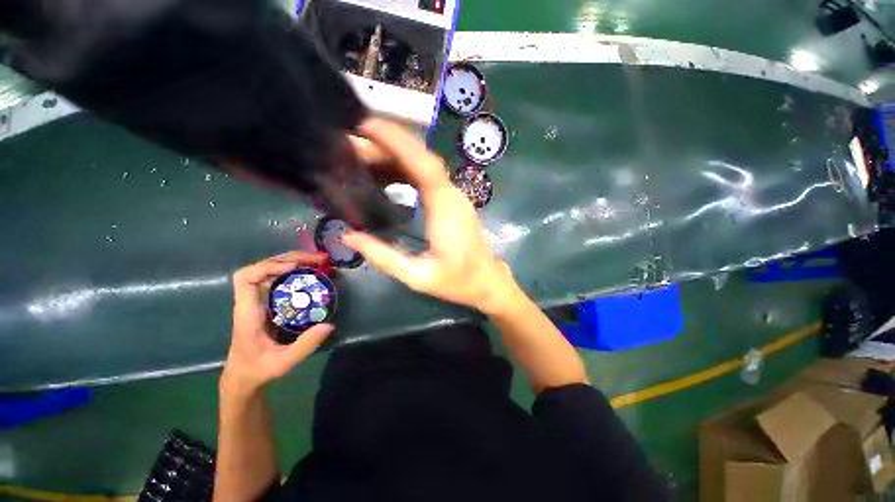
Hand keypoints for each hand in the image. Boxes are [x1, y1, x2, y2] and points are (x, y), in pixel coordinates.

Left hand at [222, 252, 333, 394]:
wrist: (244, 376)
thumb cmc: (258, 369)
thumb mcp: (284, 362)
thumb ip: (305, 345)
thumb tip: (329, 324)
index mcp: (248, 312)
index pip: (245, 279)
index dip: (268, 267)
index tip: (293, 268)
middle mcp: (252, 300)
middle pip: (263, 267)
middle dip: (291, 258)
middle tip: (320, 259)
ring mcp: (260, 300)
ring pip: (273, 270)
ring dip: (296, 261)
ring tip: (320, 262)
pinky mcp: (269, 302)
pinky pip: (281, 279)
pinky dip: (297, 271)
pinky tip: (313, 273)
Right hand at [343, 118, 519, 314]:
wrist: (488, 282)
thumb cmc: (458, 281)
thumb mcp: (418, 277)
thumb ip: (384, 258)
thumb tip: (348, 237)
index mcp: (446, 210)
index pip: (423, 165)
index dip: (398, 142)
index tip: (367, 127)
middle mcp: (452, 195)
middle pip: (423, 158)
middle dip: (390, 142)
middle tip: (354, 139)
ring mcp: (454, 196)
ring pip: (425, 165)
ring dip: (395, 155)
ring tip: (362, 155)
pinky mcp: (452, 201)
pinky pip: (427, 177)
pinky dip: (405, 169)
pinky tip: (384, 174)